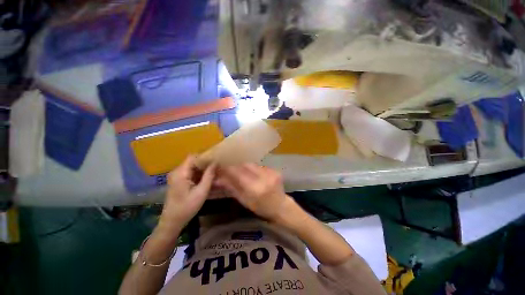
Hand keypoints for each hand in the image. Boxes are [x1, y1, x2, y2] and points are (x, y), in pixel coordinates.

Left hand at [158, 156, 215, 232]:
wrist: (172, 222)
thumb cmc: (187, 207)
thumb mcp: (201, 191)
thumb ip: (209, 175)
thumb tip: (215, 162)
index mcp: (180, 173)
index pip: (193, 156)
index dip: (204, 157)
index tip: (215, 161)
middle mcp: (176, 171)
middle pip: (193, 161)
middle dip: (205, 164)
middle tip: (216, 168)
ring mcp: (176, 176)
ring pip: (192, 167)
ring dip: (203, 170)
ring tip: (213, 174)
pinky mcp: (178, 181)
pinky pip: (190, 173)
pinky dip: (198, 175)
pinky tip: (206, 180)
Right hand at [215, 163, 289, 221]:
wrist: (281, 207)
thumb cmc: (261, 208)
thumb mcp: (244, 201)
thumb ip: (232, 188)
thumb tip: (218, 179)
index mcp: (255, 189)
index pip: (238, 173)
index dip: (228, 169)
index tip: (221, 167)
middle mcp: (264, 178)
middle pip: (246, 165)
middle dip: (237, 166)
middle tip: (231, 169)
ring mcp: (271, 173)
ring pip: (253, 164)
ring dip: (246, 167)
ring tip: (242, 172)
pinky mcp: (276, 170)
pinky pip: (261, 166)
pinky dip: (255, 168)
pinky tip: (254, 173)